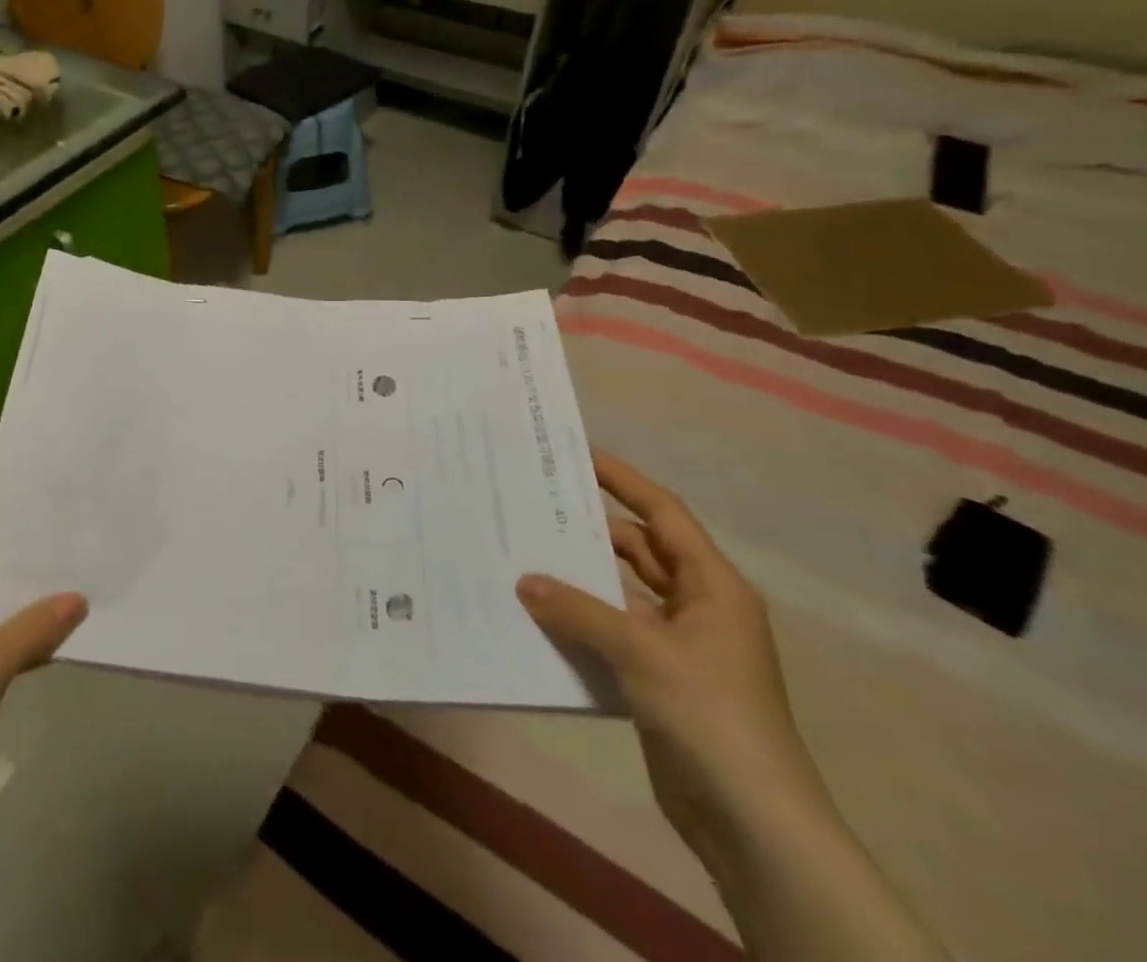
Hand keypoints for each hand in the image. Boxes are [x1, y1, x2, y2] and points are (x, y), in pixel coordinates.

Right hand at [517, 451, 826, 862]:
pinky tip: (537, 615)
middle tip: (534, 505)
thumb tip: (524, 580)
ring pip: (621, 593)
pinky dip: (580, 622)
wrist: (753, 823)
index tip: (577, 454)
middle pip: (638, 549)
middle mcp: (698, 606)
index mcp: (713, 586)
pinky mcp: (659, 680)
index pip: (662, 514)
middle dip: (590, 529)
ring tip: (523, 554)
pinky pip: (612, 633)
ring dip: (580, 579)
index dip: (623, 480)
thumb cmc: (710, 714)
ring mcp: (679, 645)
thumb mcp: (641, 652)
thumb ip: (578, 610)